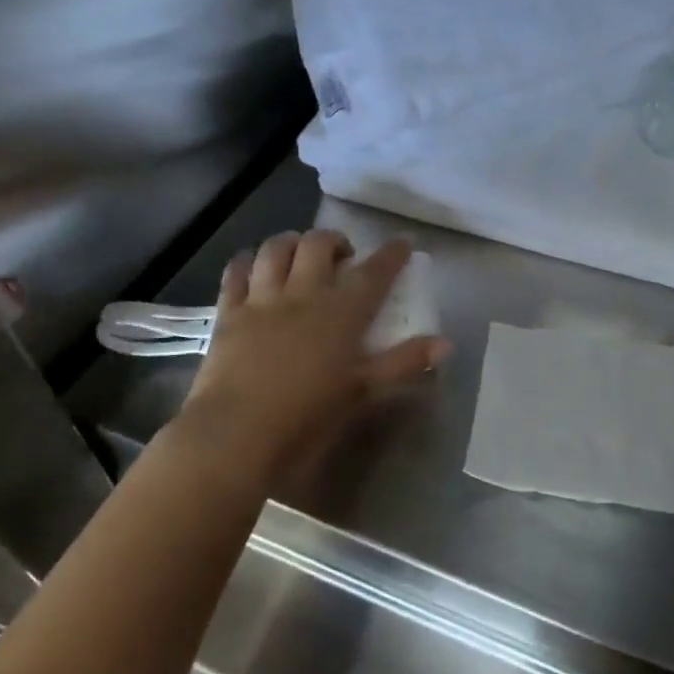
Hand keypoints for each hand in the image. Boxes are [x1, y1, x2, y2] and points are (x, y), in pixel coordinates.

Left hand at [180, 230, 447, 479]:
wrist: (238, 434)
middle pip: (319, 245)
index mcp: (342, 313)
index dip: (391, 254)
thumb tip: (445, 344)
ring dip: (291, 242)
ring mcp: (263, 299)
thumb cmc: (308, 415)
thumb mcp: (363, 392)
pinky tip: (253, 266)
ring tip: (299, 252)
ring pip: (276, 249)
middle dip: (335, 240)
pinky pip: (236, 272)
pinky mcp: (229, 312)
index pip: (374, 272)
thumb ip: (404, 362)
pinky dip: (247, 261)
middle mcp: (304, 293)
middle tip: (343, 255)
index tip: (402, 244)